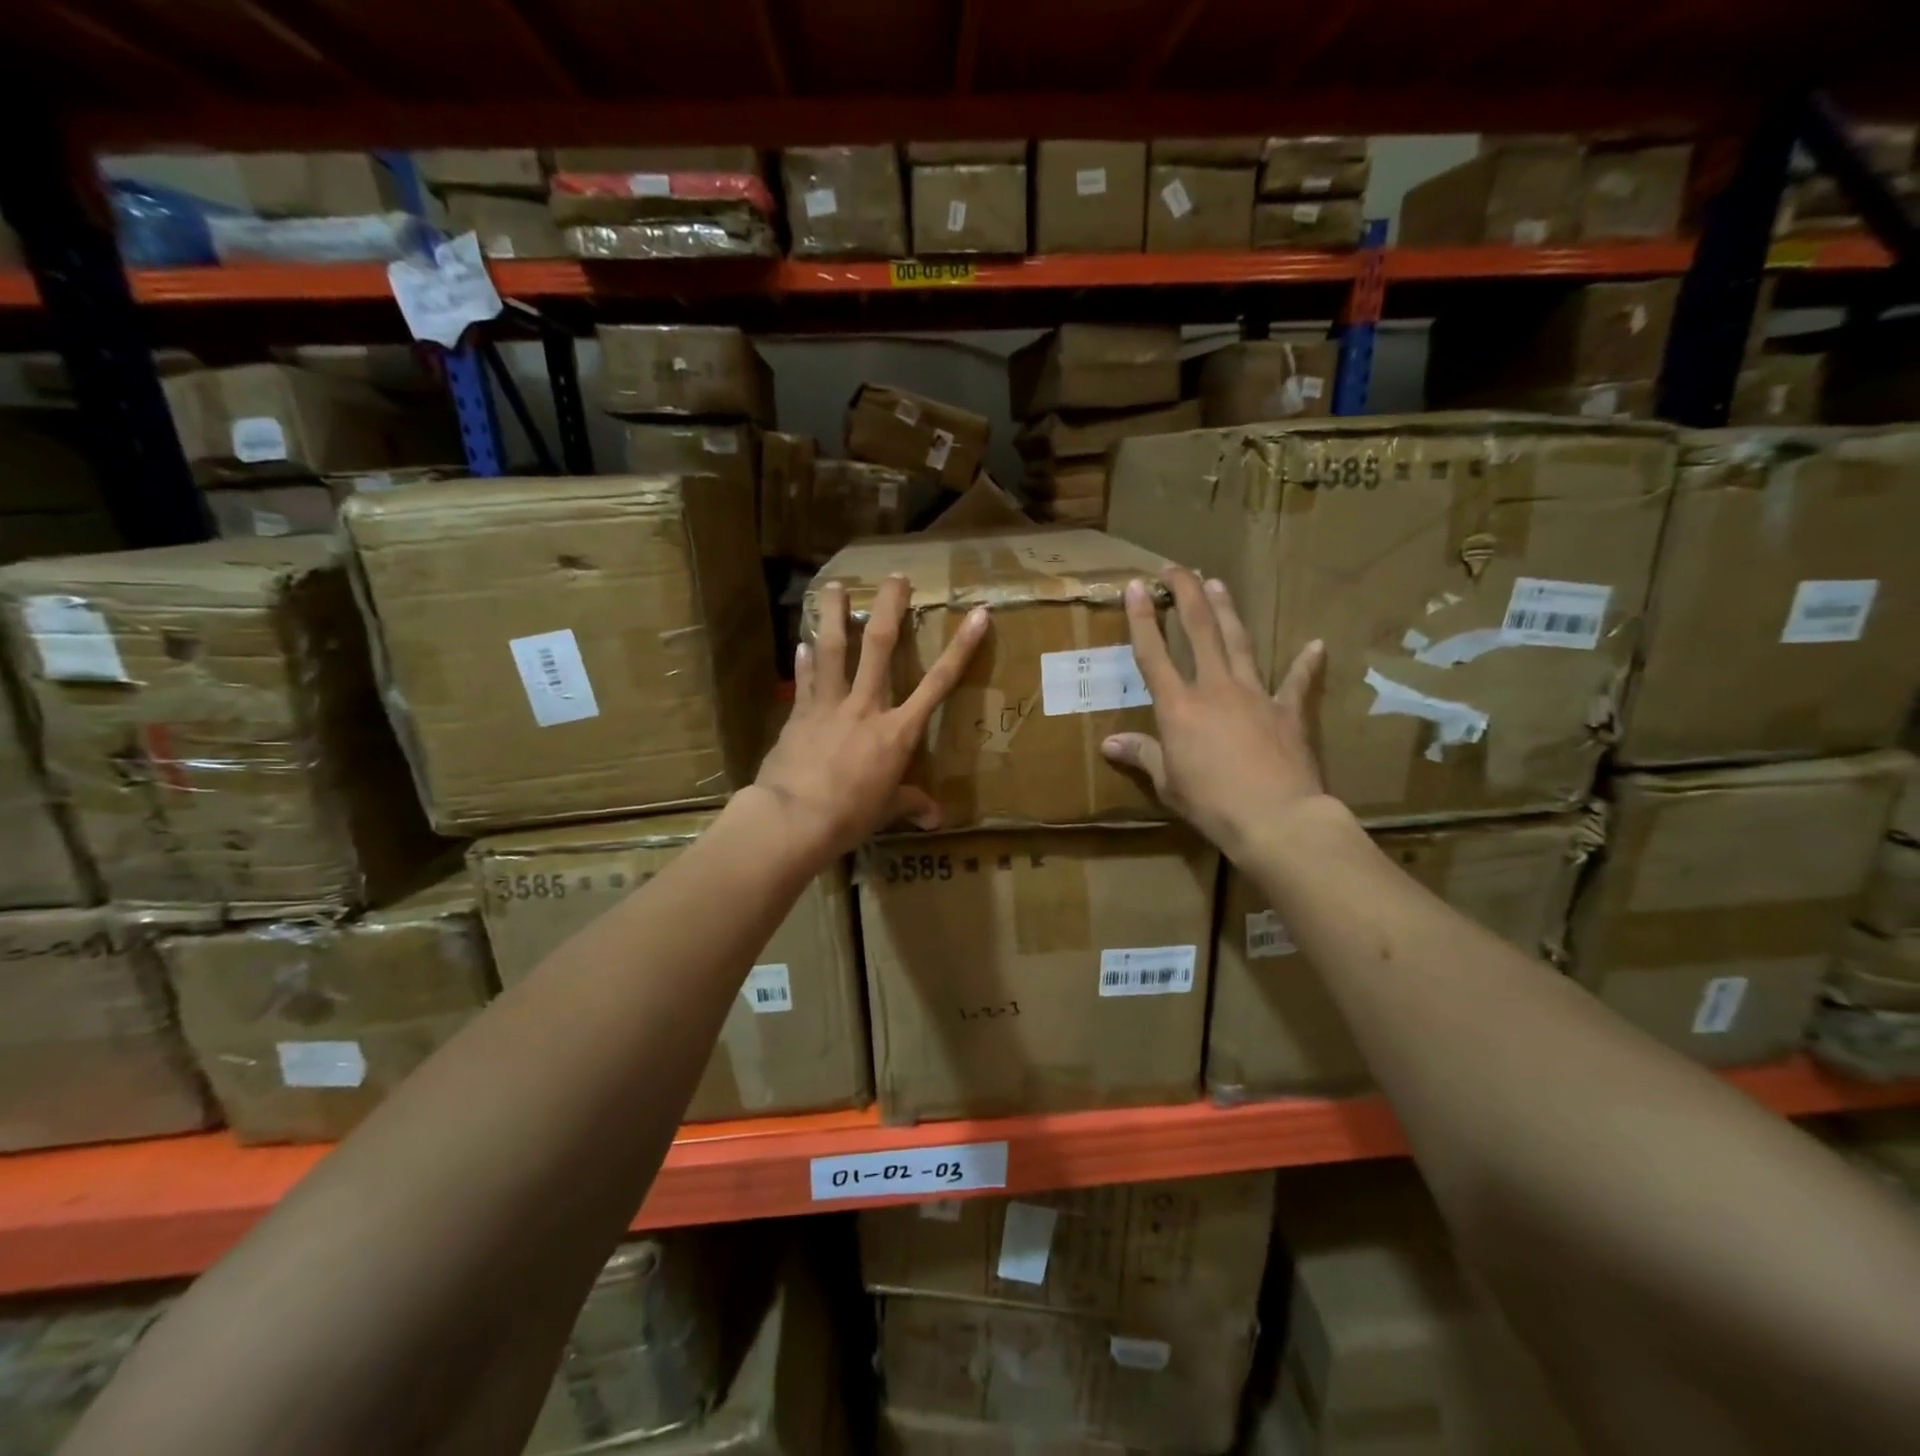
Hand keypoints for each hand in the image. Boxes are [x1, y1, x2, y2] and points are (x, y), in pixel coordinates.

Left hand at [752, 575, 988, 862]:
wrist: (794, 818)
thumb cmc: (849, 816)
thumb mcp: (886, 811)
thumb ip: (910, 805)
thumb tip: (935, 819)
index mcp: (897, 732)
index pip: (938, 683)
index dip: (961, 648)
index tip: (978, 615)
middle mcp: (866, 707)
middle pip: (879, 646)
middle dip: (889, 608)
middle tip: (894, 577)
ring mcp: (829, 705)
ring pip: (832, 649)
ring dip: (832, 614)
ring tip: (832, 585)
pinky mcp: (799, 714)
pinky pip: (804, 680)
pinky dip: (803, 661)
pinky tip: (800, 643)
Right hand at [1101, 567, 1326, 857]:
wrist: (1275, 818)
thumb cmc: (1211, 803)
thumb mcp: (1167, 782)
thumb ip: (1142, 755)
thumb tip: (1109, 744)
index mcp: (1178, 707)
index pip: (1153, 653)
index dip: (1142, 618)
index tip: (1135, 586)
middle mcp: (1214, 689)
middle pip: (1199, 630)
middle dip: (1186, 594)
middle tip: (1176, 568)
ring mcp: (1255, 695)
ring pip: (1239, 642)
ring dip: (1227, 611)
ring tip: (1217, 584)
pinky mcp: (1288, 712)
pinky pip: (1299, 683)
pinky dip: (1307, 665)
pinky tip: (1316, 646)